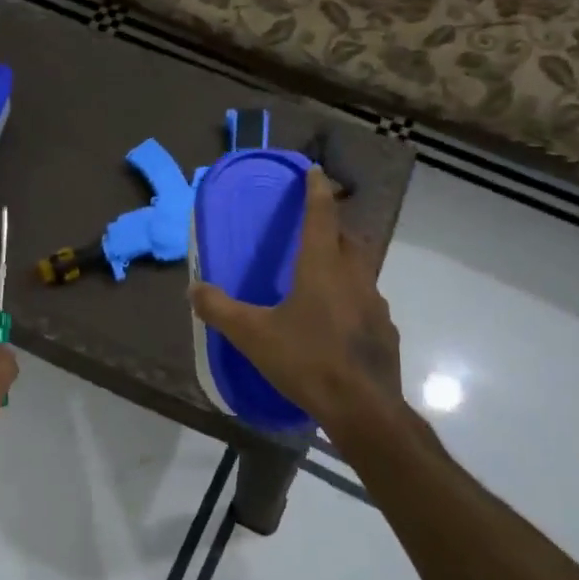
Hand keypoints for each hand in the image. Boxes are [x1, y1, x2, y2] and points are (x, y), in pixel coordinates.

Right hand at [188, 166, 405, 429]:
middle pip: (347, 238)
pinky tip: (336, 320)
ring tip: (322, 273)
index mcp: (322, 267)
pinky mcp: (384, 330)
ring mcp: (375, 304)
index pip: (321, 216)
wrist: (363, 408)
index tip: (316, 171)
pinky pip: (367, 301)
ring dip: (343, 261)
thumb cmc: (307, 360)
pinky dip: (351, 297)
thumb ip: (220, 309)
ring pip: (360, 269)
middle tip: (315, 224)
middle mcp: (354, 277)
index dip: (317, 191)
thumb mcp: (252, 335)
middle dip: (333, 224)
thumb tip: (193, 289)